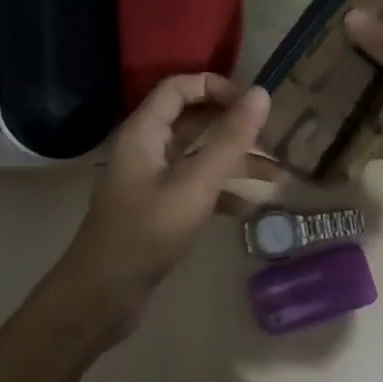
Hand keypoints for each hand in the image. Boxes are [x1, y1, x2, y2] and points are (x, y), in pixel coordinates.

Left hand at [52, 74, 271, 335]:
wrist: (104, 294)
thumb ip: (229, 140)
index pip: (180, 88)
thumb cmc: (147, 233)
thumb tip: (261, 94)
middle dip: (235, 129)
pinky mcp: (159, 210)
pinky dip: (222, 193)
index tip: (254, 105)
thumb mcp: (194, 184)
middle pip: (194, 122)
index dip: (217, 87)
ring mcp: (152, 181)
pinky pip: (195, 188)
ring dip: (236, 164)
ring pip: (199, 158)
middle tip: (276, 141)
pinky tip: (250, 208)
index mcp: (144, 132)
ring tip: (278, 178)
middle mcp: (146, 149)